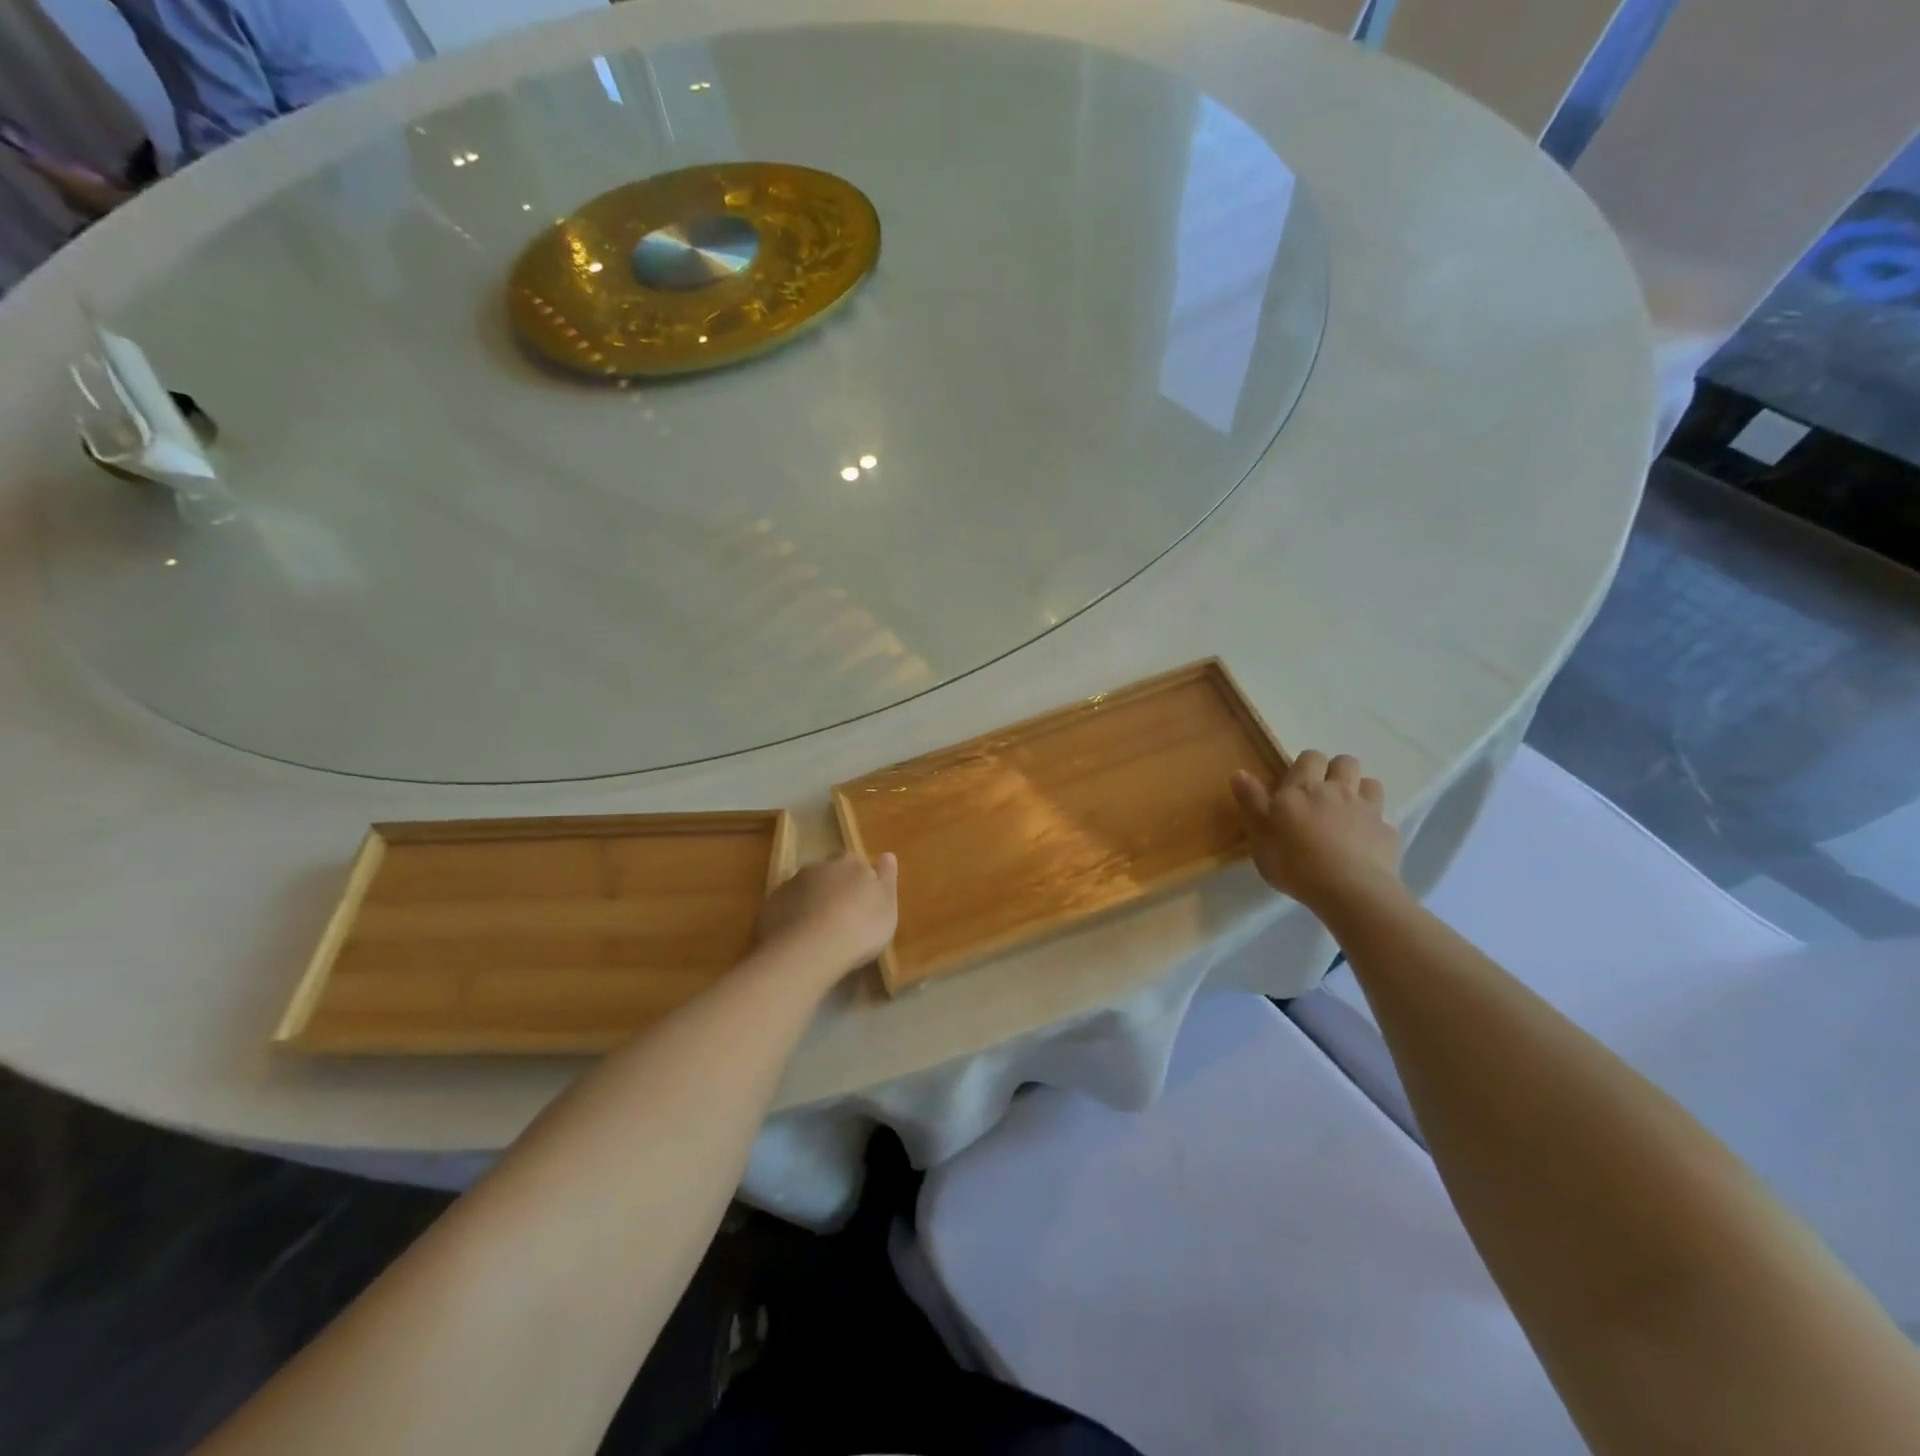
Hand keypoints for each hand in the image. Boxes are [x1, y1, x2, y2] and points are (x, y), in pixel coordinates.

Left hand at [756, 853, 898, 974]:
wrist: (809, 951)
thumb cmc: (860, 927)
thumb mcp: (887, 906)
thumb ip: (887, 878)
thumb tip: (887, 854)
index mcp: (850, 863)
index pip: (856, 862)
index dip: (859, 880)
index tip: (863, 900)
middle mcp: (818, 866)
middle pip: (828, 873)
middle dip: (833, 888)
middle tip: (842, 915)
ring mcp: (791, 885)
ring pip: (804, 889)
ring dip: (811, 902)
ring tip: (818, 931)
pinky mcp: (770, 906)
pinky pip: (785, 908)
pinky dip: (791, 918)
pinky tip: (798, 939)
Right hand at [1231, 752, 1403, 910]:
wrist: (1349, 890)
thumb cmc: (1294, 861)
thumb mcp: (1259, 833)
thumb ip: (1251, 801)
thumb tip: (1239, 772)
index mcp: (1303, 789)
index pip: (1310, 757)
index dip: (1305, 765)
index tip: (1297, 782)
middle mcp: (1338, 791)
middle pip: (1345, 762)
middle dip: (1336, 770)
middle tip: (1323, 793)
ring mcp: (1368, 811)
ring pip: (1371, 785)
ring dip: (1361, 791)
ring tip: (1348, 812)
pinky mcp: (1388, 834)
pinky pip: (1383, 821)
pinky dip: (1374, 827)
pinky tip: (1364, 845)